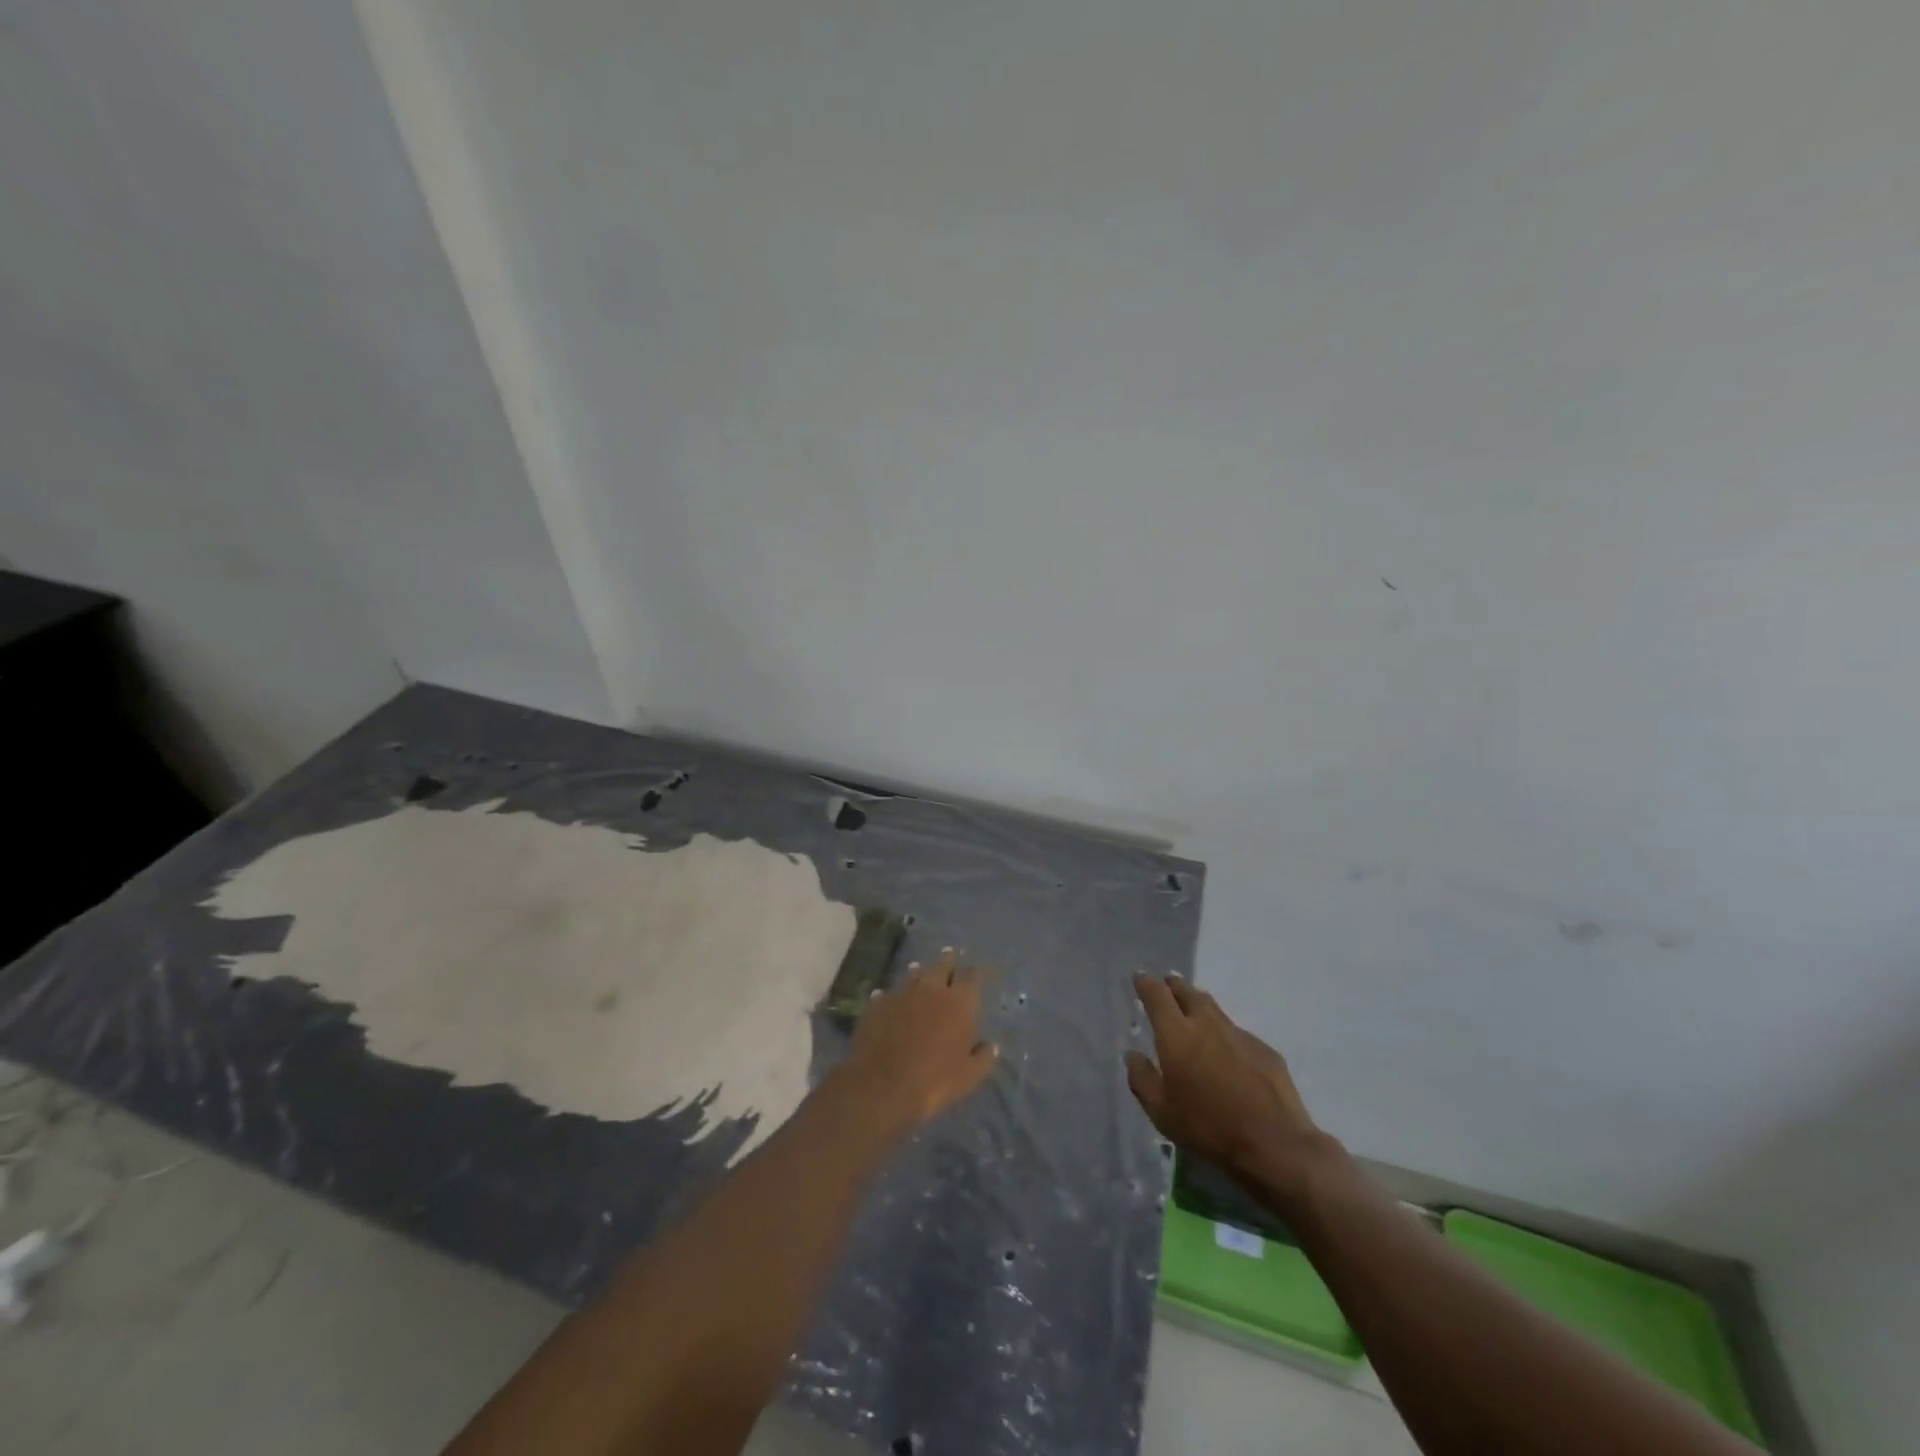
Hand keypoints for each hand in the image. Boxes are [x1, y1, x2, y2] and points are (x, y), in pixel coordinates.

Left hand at [841, 950, 997, 1128]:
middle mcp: (931, 989)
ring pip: (913, 975)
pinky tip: (888, 997)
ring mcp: (902, 994)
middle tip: (949, 954)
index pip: (971, 977)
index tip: (976, 970)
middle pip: (942, 967)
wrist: (882, 1084)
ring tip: (920, 968)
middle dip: (948, 961)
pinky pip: (887, 993)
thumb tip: (990, 1045)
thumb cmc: (934, 1081)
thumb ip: (984, 1057)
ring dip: (919, 972)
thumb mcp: (970, 1076)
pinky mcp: (877, 1004)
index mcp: (959, 1002)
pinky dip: (892, 994)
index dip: (974, 973)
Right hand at [1126, 974, 1320, 1177]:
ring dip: (1199, 1005)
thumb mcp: (1161, 1113)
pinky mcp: (1264, 1050)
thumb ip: (1142, 1079)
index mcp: (1177, 1035)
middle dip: (1174, 986)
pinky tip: (1227, 1055)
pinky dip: (1225, 1035)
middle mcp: (1207, 1024)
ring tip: (1193, 1012)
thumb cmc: (1209, 1129)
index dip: (1146, 983)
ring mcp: (1239, 1034)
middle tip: (1166, 987)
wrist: (1275, 1146)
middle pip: (1187, 992)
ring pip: (1214, 1009)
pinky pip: (1237, 1033)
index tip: (1140, 978)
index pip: (1157, 995)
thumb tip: (1133, 1055)